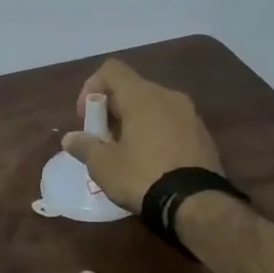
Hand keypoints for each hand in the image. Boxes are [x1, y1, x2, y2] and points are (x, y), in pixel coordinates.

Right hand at [60, 59, 222, 214]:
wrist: (196, 202)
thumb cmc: (142, 176)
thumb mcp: (103, 165)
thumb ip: (84, 146)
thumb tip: (70, 138)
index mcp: (142, 96)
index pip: (111, 70)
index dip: (91, 88)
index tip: (86, 118)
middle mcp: (168, 96)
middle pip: (132, 89)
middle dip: (111, 110)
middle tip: (102, 140)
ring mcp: (190, 114)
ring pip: (153, 106)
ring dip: (134, 122)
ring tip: (126, 153)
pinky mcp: (203, 135)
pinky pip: (171, 123)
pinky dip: (156, 133)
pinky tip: (151, 162)